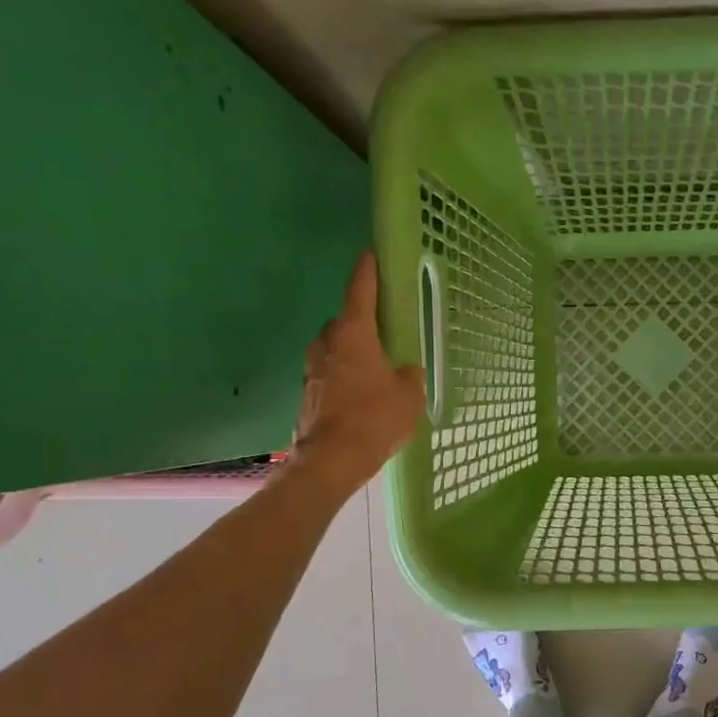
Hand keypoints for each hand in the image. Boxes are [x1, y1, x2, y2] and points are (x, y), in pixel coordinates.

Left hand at [292, 253, 425, 493]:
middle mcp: (327, 345)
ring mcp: (312, 369)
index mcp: (353, 335)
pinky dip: (342, 376)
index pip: (359, 292)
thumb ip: (410, 376)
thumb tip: (405, 369)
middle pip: (343, 322)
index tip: (369, 255)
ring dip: (349, 352)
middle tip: (380, 330)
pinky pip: (328, 374)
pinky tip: (359, 393)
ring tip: (372, 366)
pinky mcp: (307, 393)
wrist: (331, 460)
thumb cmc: (374, 419)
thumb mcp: (409, 396)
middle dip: (359, 322)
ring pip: (333, 349)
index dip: (367, 273)